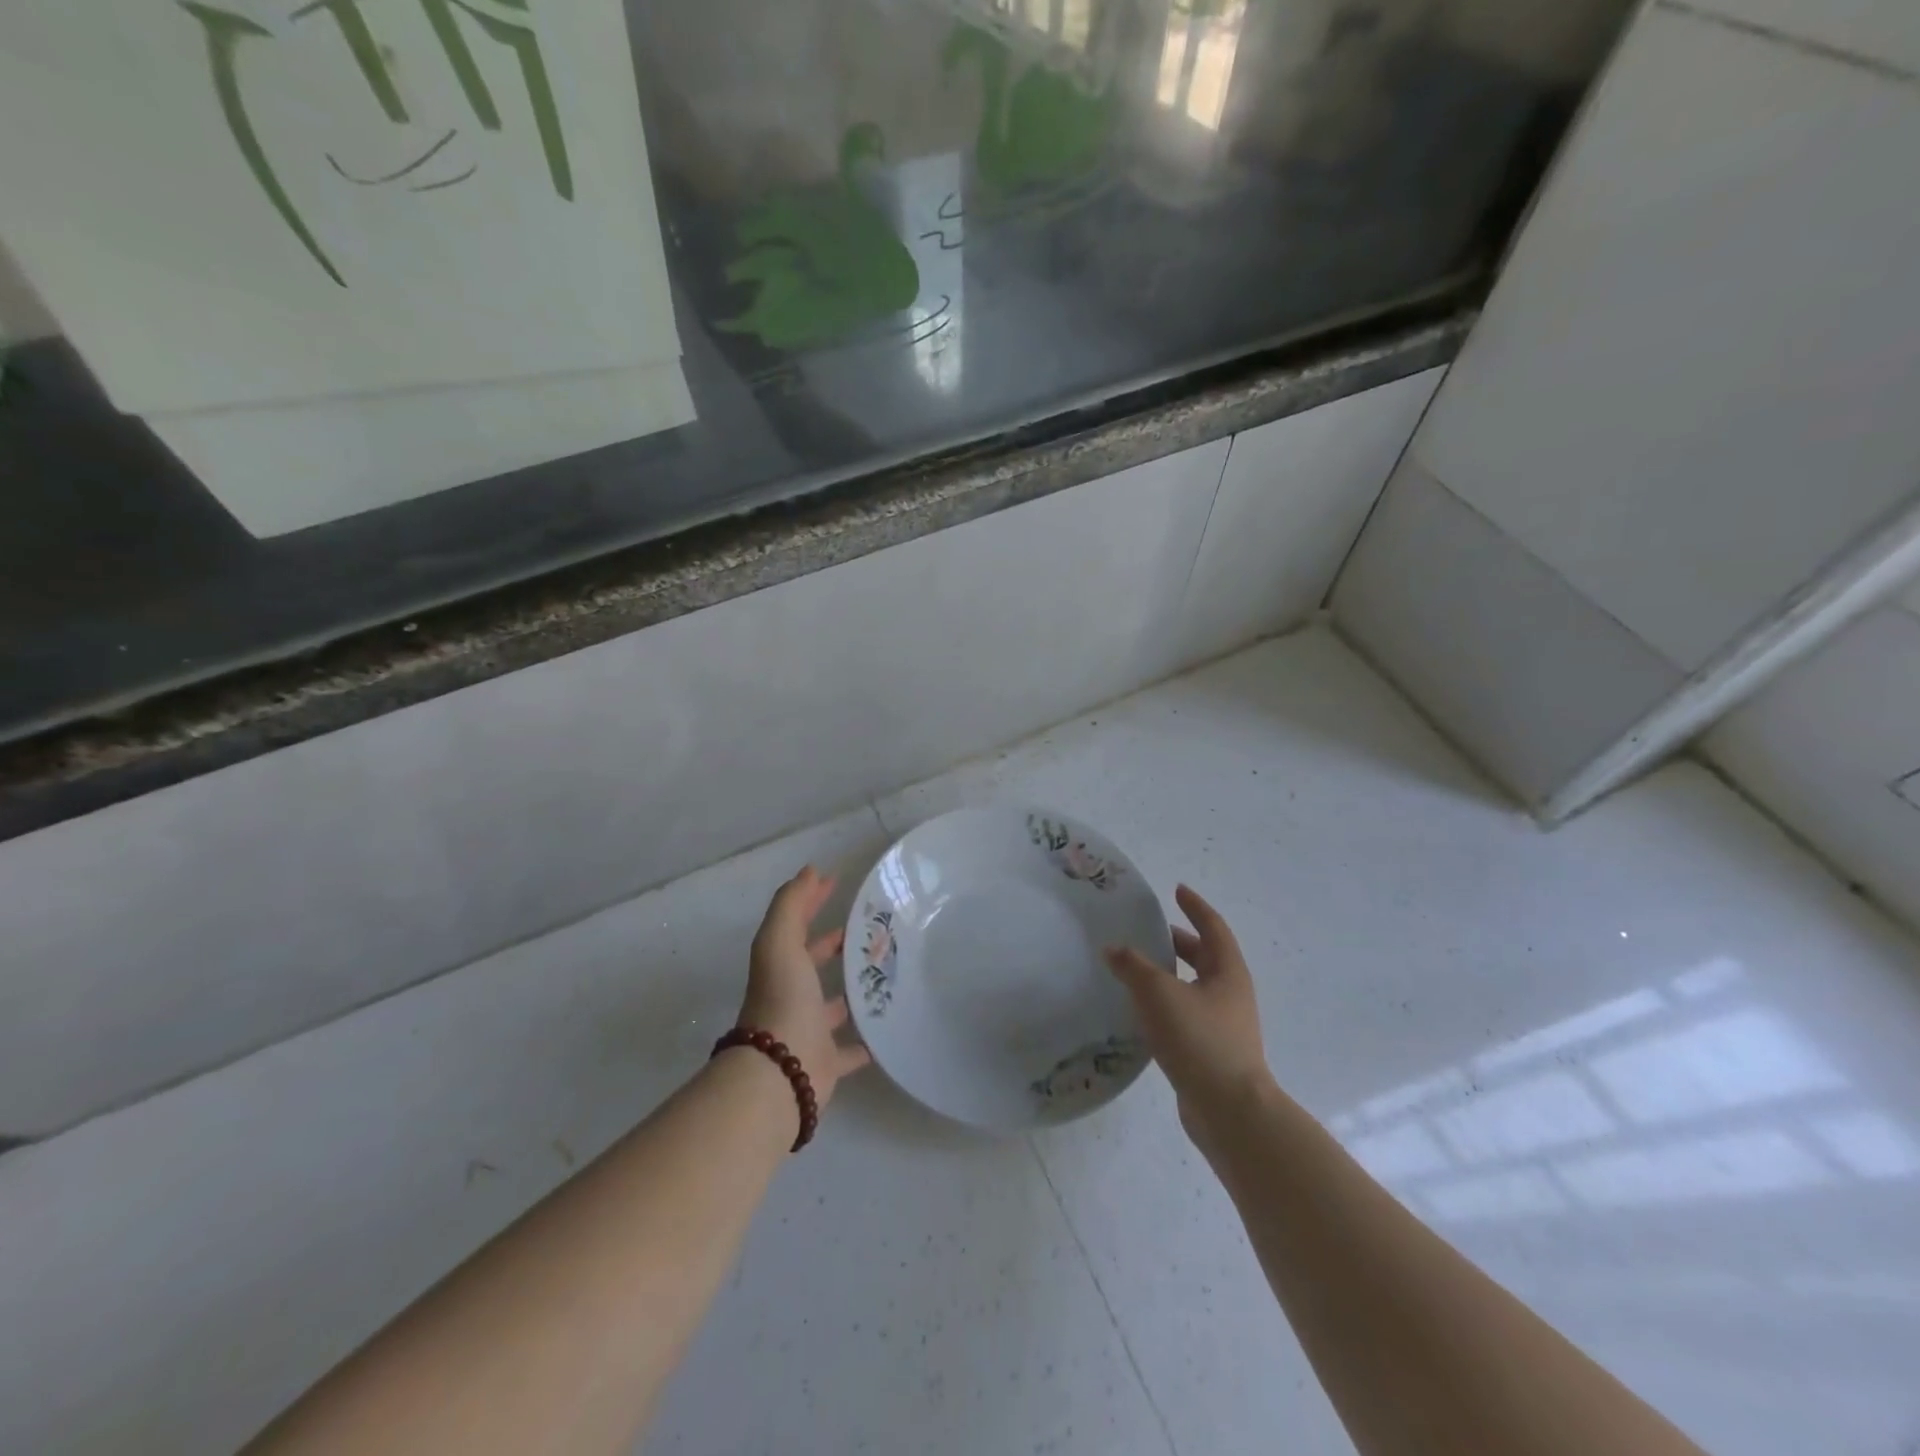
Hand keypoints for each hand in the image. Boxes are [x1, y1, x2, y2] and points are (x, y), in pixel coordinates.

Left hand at [739, 866, 871, 1109]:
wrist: (780, 1072)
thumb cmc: (783, 999)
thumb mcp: (780, 942)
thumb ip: (791, 904)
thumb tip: (810, 870)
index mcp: (781, 966)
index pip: (797, 925)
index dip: (812, 901)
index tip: (836, 882)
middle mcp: (792, 995)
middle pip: (813, 963)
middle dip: (835, 945)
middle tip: (871, 930)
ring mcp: (810, 1030)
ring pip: (833, 1006)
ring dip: (852, 991)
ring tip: (887, 973)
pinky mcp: (828, 1062)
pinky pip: (851, 1049)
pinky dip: (867, 1041)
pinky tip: (889, 1028)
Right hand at [1105, 885, 1270, 1133]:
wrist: (1231, 1112)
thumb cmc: (1200, 1040)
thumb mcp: (1159, 994)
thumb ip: (1133, 967)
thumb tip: (1114, 949)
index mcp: (1227, 972)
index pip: (1212, 927)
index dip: (1194, 906)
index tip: (1177, 890)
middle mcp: (1230, 994)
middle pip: (1205, 957)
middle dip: (1179, 942)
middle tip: (1149, 932)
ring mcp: (1224, 1026)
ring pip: (1194, 988)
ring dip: (1170, 975)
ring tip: (1136, 970)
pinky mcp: (1211, 1053)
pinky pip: (1186, 1016)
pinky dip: (1166, 1005)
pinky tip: (1141, 1014)